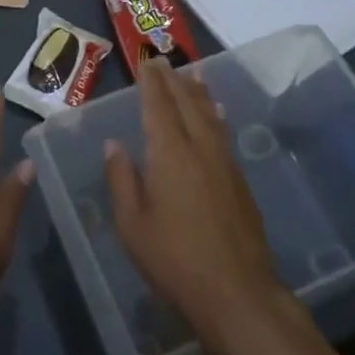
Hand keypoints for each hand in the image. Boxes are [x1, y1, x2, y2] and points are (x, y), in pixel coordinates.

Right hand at [103, 57, 285, 339]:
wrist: (237, 292)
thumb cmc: (175, 260)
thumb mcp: (133, 225)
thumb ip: (122, 180)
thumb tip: (114, 144)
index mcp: (170, 153)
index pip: (159, 106)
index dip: (152, 82)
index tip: (146, 62)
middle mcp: (200, 148)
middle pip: (187, 103)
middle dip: (174, 80)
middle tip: (163, 61)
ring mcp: (224, 163)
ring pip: (210, 115)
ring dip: (198, 92)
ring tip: (193, 74)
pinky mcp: (240, 181)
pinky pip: (223, 132)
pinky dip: (214, 115)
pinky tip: (216, 115)